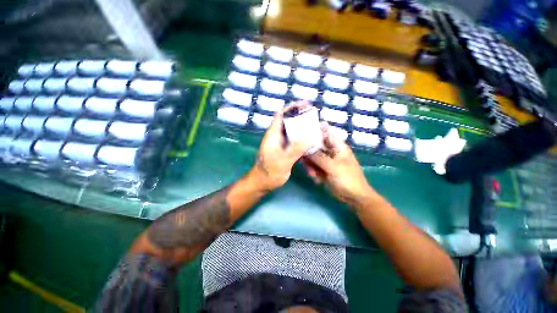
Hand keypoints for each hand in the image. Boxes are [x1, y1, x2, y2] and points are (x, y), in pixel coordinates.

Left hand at [250, 101, 312, 190]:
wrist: (263, 183)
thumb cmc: (269, 172)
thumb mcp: (283, 161)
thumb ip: (295, 149)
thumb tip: (311, 137)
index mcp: (273, 135)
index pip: (281, 115)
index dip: (292, 107)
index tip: (305, 104)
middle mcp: (277, 136)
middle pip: (288, 121)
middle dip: (300, 115)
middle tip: (314, 113)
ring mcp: (281, 143)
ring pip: (292, 130)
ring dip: (302, 126)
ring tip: (315, 124)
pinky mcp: (285, 150)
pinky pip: (295, 140)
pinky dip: (303, 137)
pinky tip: (311, 138)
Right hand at [302, 123, 375, 206]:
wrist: (353, 197)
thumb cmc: (347, 178)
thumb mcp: (333, 166)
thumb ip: (318, 157)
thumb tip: (305, 149)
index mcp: (338, 147)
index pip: (326, 133)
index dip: (316, 129)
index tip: (303, 129)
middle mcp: (331, 152)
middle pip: (317, 146)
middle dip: (309, 152)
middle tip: (300, 156)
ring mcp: (327, 161)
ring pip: (313, 158)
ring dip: (310, 164)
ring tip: (310, 172)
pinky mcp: (324, 170)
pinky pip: (314, 167)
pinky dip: (313, 172)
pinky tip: (315, 178)